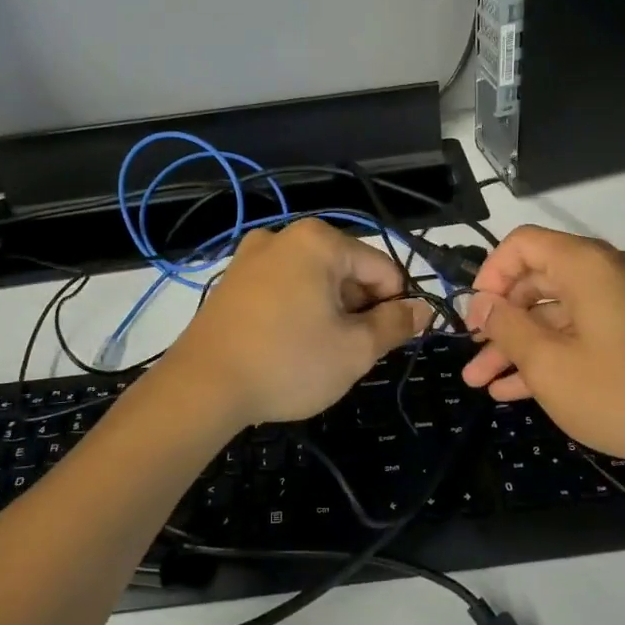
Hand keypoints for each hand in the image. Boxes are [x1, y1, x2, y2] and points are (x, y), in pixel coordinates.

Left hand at [166, 219, 431, 426]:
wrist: (202, 387)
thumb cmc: (289, 363)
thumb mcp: (355, 349)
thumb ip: (396, 324)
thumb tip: (423, 308)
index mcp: (320, 241)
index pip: (383, 269)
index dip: (394, 307)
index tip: (385, 343)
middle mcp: (285, 236)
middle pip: (348, 270)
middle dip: (357, 309)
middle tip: (347, 352)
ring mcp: (252, 256)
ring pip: (315, 281)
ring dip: (329, 313)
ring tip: (316, 353)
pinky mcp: (232, 280)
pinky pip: (284, 288)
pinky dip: (297, 312)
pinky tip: (288, 346)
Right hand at [462, 225, 624, 468]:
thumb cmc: (620, 394)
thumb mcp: (550, 365)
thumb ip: (508, 328)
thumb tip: (483, 303)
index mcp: (586, 267)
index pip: (523, 244)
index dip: (490, 275)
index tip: (474, 315)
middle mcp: (606, 275)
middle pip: (537, 281)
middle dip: (499, 320)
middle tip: (471, 353)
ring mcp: (624, 306)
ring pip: (556, 315)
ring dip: (518, 345)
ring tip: (480, 381)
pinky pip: (581, 333)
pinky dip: (550, 355)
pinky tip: (515, 391)